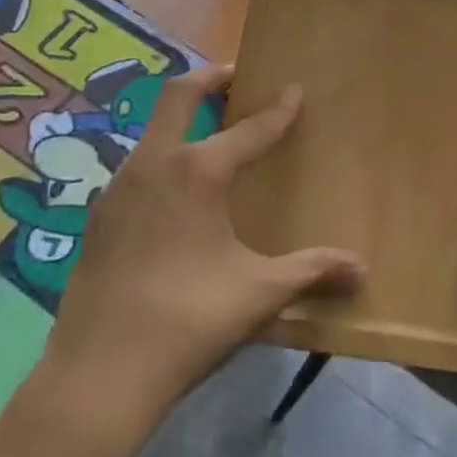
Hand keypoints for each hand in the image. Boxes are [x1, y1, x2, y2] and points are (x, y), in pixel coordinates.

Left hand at [35, 66, 364, 444]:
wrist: (95, 378)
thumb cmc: (186, 322)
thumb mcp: (258, 294)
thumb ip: (311, 273)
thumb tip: (362, 270)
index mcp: (197, 171)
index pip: (249, 129)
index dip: (277, 111)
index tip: (294, 90)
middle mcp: (154, 163)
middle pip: (179, 94)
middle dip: (211, 78)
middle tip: (236, 78)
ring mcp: (118, 187)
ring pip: (153, 129)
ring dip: (183, 119)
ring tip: (211, 137)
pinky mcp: (98, 216)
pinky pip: (137, 167)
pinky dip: (162, 158)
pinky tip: (175, 196)